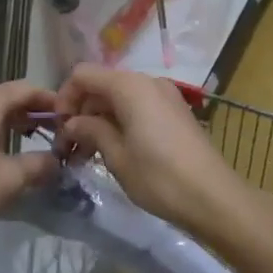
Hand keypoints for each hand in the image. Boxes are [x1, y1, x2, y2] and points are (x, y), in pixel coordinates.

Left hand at [0, 81, 58, 272]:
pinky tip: (6, 152)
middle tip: (58, 130)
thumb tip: (58, 160)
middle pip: (9, 97)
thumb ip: (40, 165)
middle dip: (35, 111)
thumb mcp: (10, 179)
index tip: (71, 117)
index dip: (51, 100)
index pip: (27, 89)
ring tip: (37, 141)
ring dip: (15, 122)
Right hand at [53, 65, 240, 235]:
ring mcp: (165, 95)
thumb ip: (90, 130)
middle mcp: (147, 81)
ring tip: (89, 154)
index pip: (83, 75)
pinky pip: (138, 106)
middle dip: (81, 111)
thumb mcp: (116, 156)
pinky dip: (121, 122)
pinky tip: (115, 151)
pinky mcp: (175, 112)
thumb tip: (72, 123)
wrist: (214, 197)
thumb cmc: (159, 176)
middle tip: (70, 147)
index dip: (65, 97)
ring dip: (100, 119)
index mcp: (129, 86)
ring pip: (119, 97)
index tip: (59, 129)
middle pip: (102, 84)